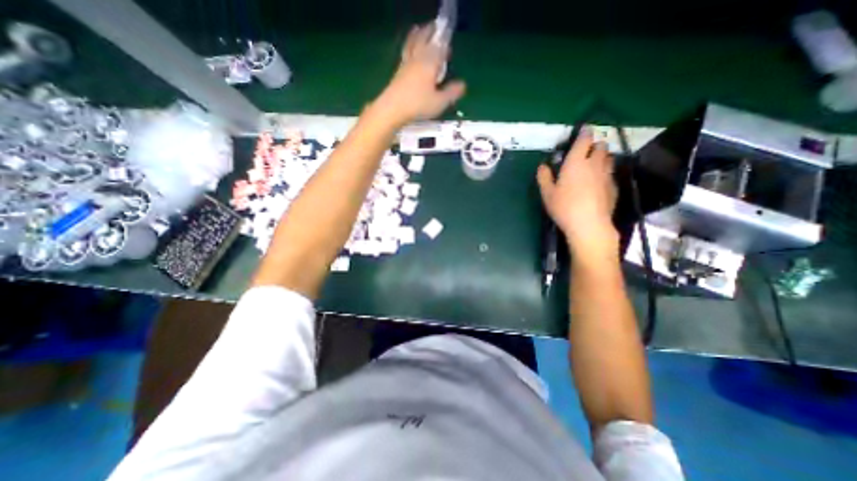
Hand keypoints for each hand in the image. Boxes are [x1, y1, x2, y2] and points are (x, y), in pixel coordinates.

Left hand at [374, 24, 465, 125]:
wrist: (392, 108)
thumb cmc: (418, 105)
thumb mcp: (439, 102)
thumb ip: (451, 93)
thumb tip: (462, 85)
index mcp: (430, 62)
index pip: (439, 48)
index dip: (445, 47)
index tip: (449, 49)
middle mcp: (418, 59)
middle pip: (424, 40)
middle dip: (430, 33)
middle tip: (434, 29)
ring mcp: (406, 64)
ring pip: (412, 44)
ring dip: (416, 35)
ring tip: (418, 30)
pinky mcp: (398, 72)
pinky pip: (405, 53)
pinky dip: (408, 46)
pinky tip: (408, 50)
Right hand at [533, 129, 616, 253]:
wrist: (589, 224)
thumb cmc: (564, 207)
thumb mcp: (547, 193)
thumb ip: (544, 177)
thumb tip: (543, 166)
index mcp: (576, 162)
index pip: (584, 140)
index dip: (584, 133)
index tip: (583, 130)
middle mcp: (594, 164)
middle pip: (601, 146)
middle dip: (594, 145)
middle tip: (585, 152)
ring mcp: (607, 175)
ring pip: (608, 158)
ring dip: (602, 157)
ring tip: (593, 165)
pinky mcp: (614, 187)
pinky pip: (610, 173)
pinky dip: (605, 173)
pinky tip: (598, 183)